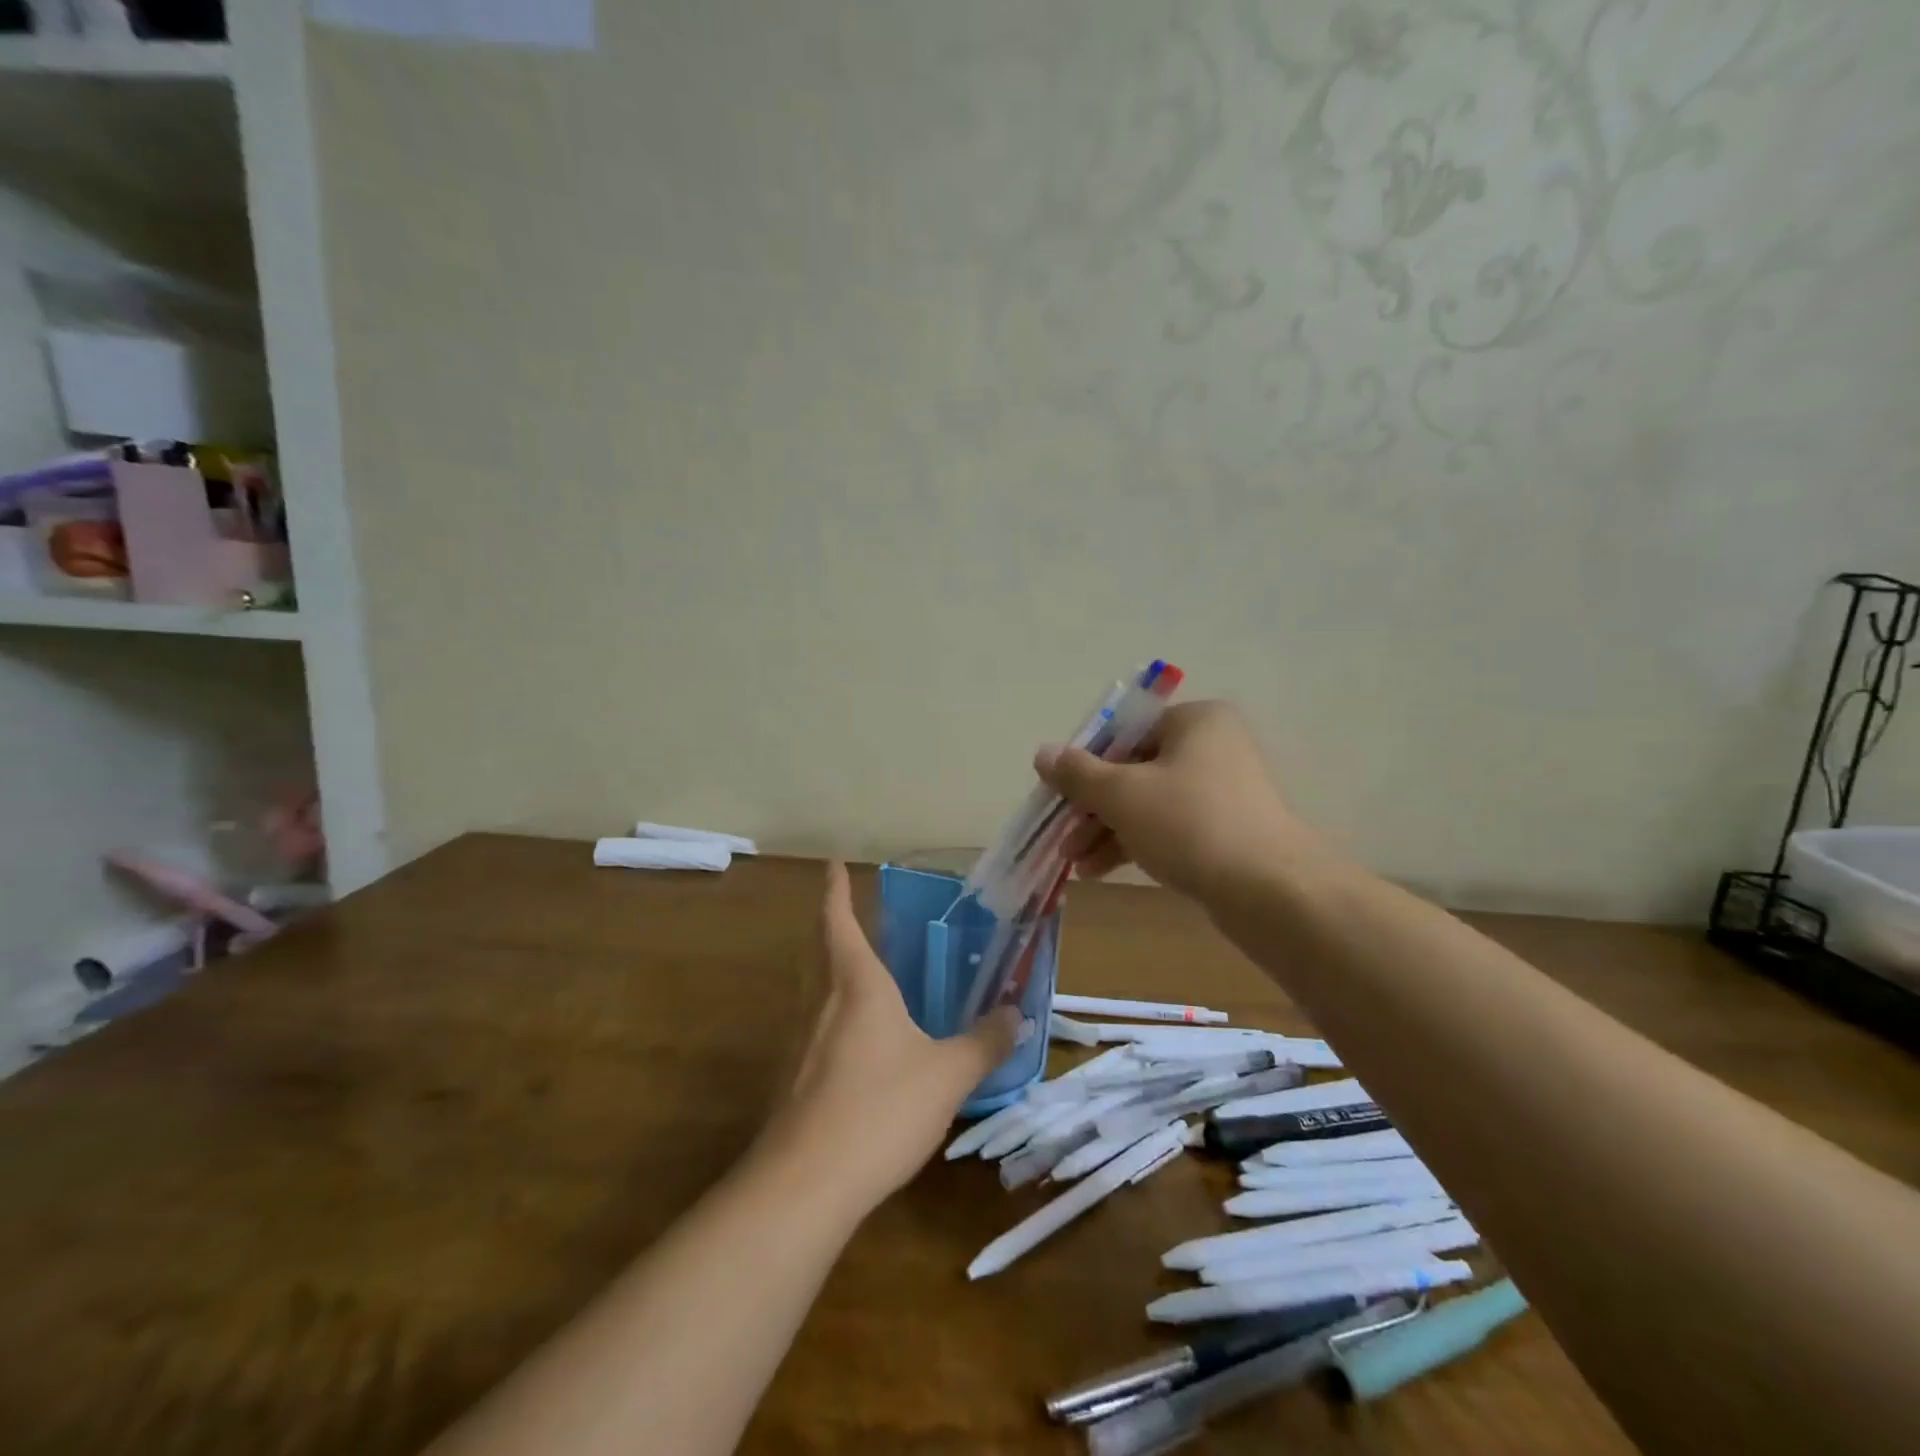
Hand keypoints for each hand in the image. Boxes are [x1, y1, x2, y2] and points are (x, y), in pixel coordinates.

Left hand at [758, 864, 1021, 1210]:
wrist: (804, 1184)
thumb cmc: (879, 1109)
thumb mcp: (947, 1076)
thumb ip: (984, 1043)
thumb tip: (1017, 1015)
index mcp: (856, 984)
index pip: (839, 920)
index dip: (836, 889)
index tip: (833, 863)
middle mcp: (821, 1000)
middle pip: (818, 947)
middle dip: (830, 921)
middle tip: (848, 909)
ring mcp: (799, 1040)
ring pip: (812, 985)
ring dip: (828, 964)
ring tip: (856, 966)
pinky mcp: (791, 1077)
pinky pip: (812, 1024)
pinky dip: (829, 1010)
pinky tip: (852, 1038)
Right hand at [1034, 700, 1319, 901]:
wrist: (1269, 891)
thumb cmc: (1189, 823)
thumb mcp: (1122, 794)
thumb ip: (1078, 773)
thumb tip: (1043, 753)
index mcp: (1195, 721)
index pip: (1124, 733)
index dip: (1085, 764)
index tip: (1059, 795)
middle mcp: (1212, 747)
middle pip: (1133, 770)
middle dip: (1093, 807)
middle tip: (1064, 837)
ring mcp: (1222, 791)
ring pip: (1148, 803)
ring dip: (1107, 830)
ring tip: (1076, 863)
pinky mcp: (1226, 830)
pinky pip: (1169, 828)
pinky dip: (1135, 844)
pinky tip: (1102, 870)